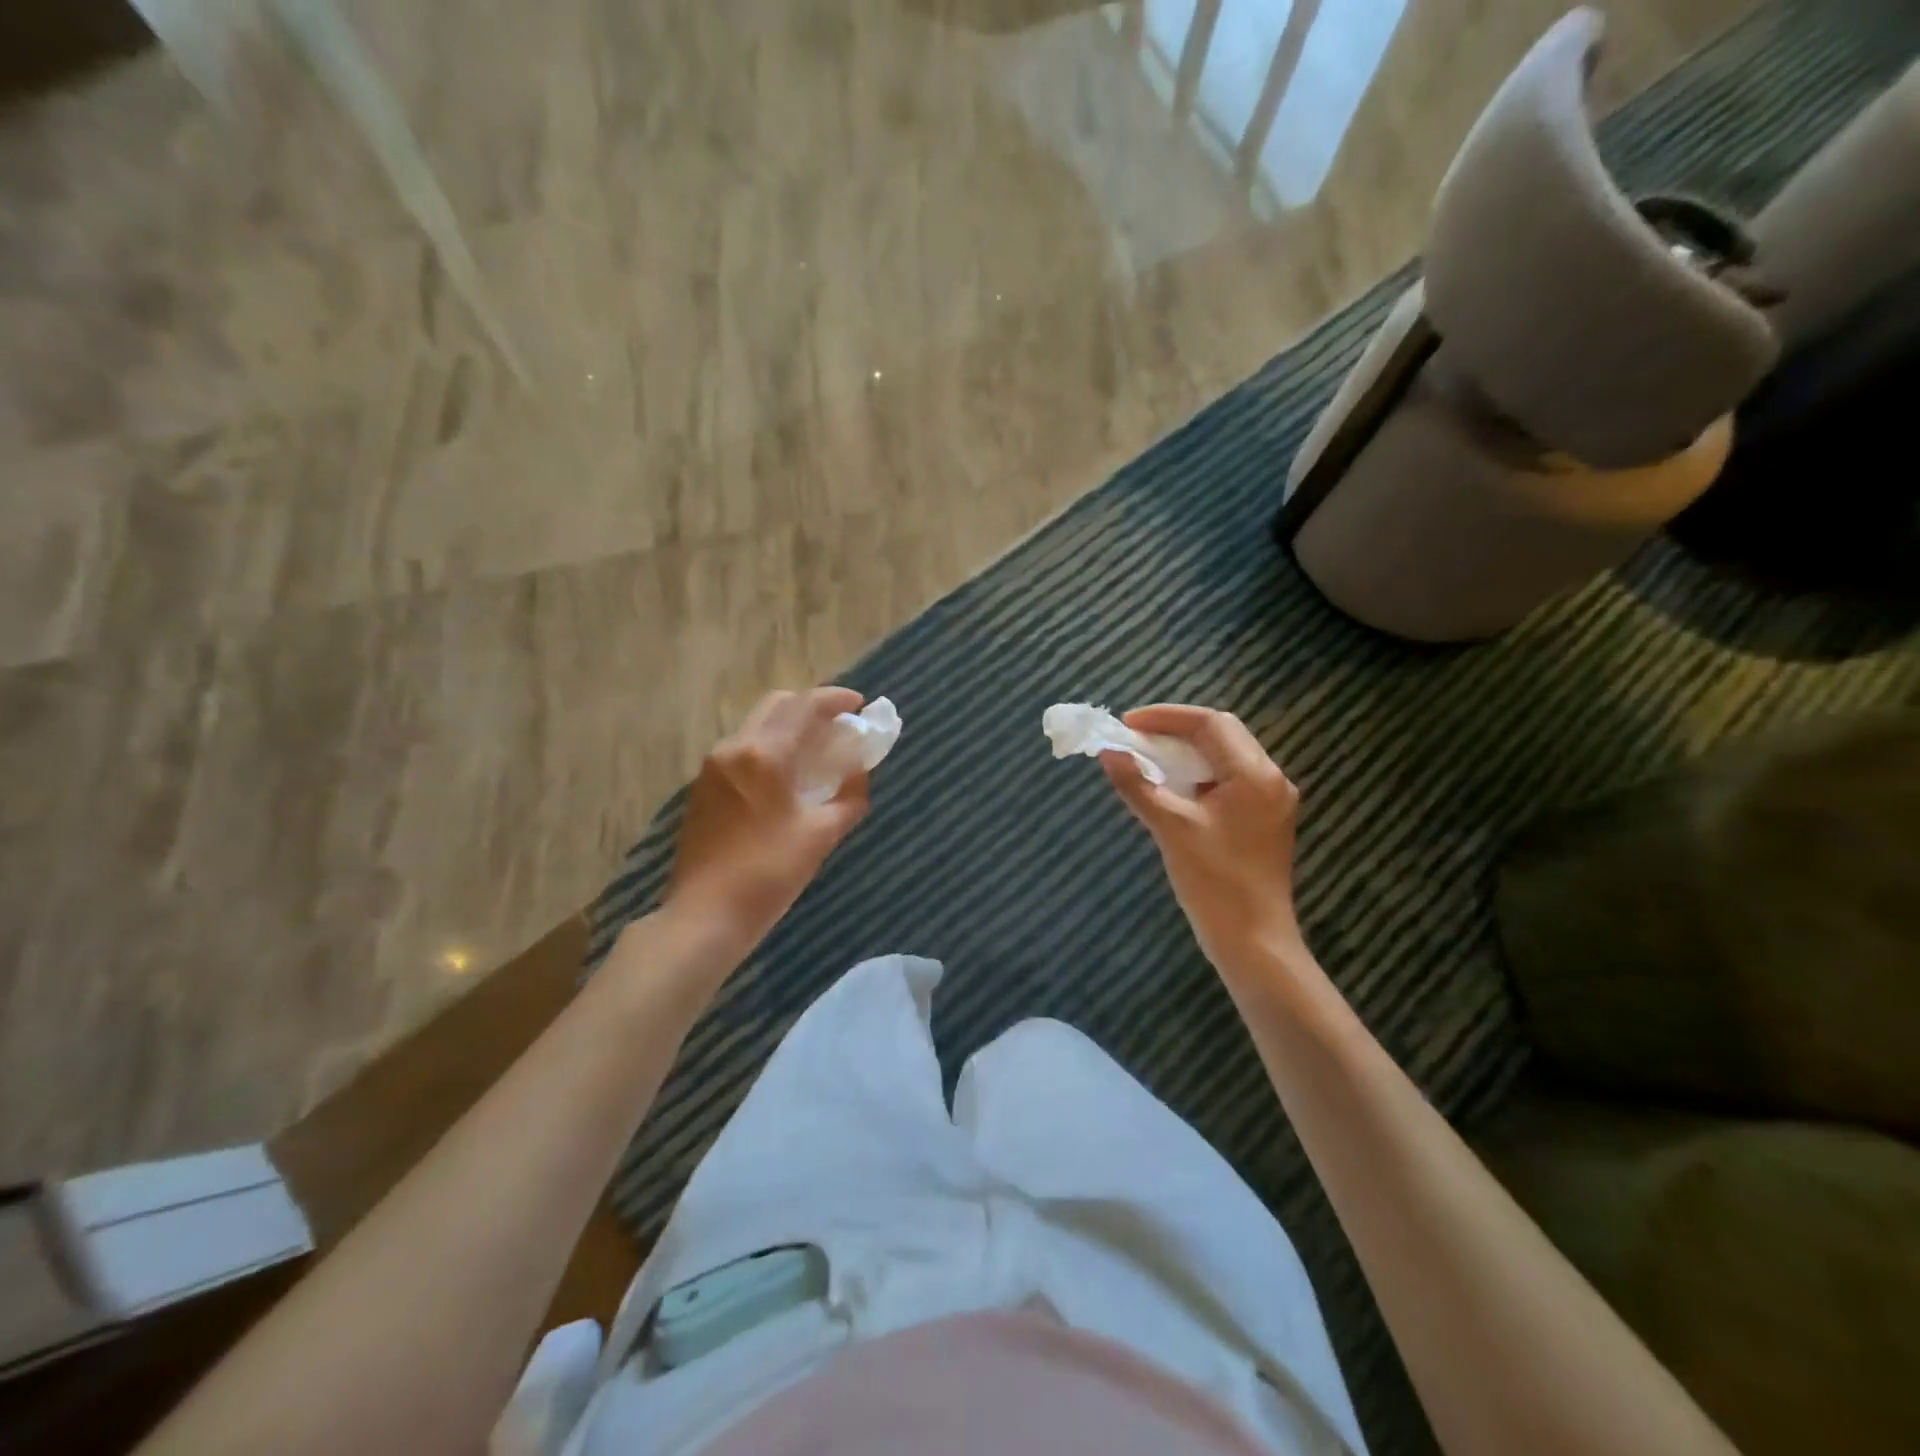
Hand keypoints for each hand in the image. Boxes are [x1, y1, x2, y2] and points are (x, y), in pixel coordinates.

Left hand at [664, 687, 869, 954]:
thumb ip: (849, 797)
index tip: (859, 705)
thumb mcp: (821, 835)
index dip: (835, 699)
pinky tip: (785, 777)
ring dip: (788, 727)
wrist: (704, 915)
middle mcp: (734, 748)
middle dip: (810, 707)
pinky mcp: (703, 788)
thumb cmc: (768, 874)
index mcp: (764, 754)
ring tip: (816, 753)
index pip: (804, 706)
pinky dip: (769, 748)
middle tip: (838, 727)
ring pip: (757, 727)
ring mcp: (712, 767)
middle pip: (776, 705)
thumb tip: (859, 773)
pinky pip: (742, 750)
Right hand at [1101, 704, 1307, 991]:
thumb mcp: (1170, 828)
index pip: (1210, 723)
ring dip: (1186, 753)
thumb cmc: (1214, 883)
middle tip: (1135, 738)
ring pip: (1225, 757)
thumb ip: (1137, 785)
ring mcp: (1270, 801)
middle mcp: (1270, 780)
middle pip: (1222, 734)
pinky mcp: (1263, 821)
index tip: (1127, 723)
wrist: (1254, 941)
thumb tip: (1107, 753)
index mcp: (1254, 775)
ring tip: (1148, 759)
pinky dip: (1198, 776)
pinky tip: (1172, 788)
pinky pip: (1229, 781)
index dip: (1166, 717)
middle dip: (1176, 731)